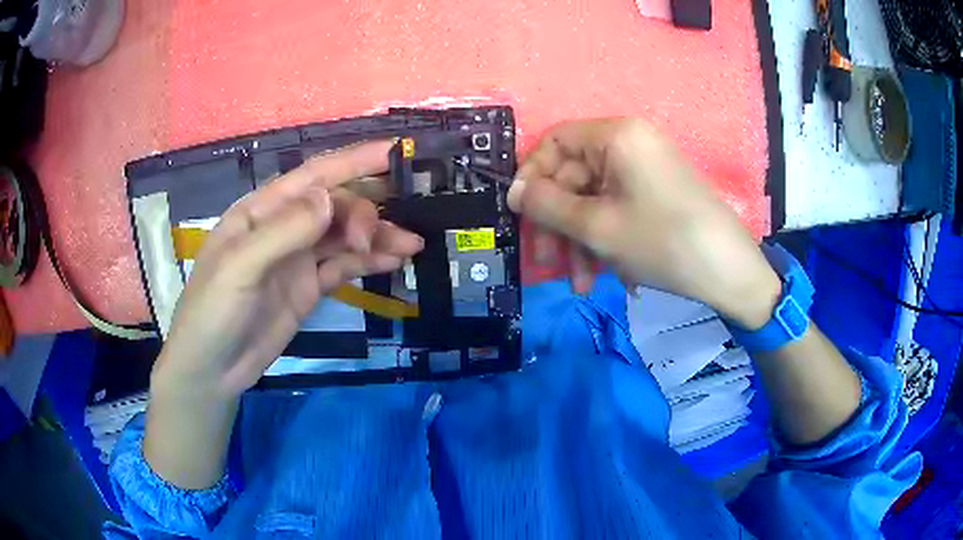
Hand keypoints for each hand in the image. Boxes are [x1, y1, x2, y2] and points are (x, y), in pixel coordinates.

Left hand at [153, 141, 423, 397]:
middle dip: (365, 212)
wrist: (213, 369)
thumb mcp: (240, 268)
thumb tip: (330, 198)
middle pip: (335, 205)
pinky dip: (370, 261)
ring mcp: (298, 258)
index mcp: (262, 210)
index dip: (355, 161)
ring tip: (411, 245)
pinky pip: (345, 266)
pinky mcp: (309, 287)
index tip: (397, 152)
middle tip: (389, 235)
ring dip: (378, 236)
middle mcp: (284, 227)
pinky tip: (394, 261)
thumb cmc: (213, 311)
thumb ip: (284, 231)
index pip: (314, 176)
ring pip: (345, 235)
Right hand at [508, 119, 780, 328]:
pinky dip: (606, 241)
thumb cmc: (662, 241)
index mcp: (616, 136)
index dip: (532, 176)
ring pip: (595, 201)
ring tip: (582, 286)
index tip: (520, 214)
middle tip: (549, 264)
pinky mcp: (657, 193)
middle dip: (560, 225)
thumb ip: (547, 205)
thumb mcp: (596, 226)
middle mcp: (630, 143)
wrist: (729, 272)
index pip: (555, 142)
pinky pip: (618, 210)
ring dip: (582, 243)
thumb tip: (513, 192)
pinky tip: (607, 278)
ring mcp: (645, 169)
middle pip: (575, 177)